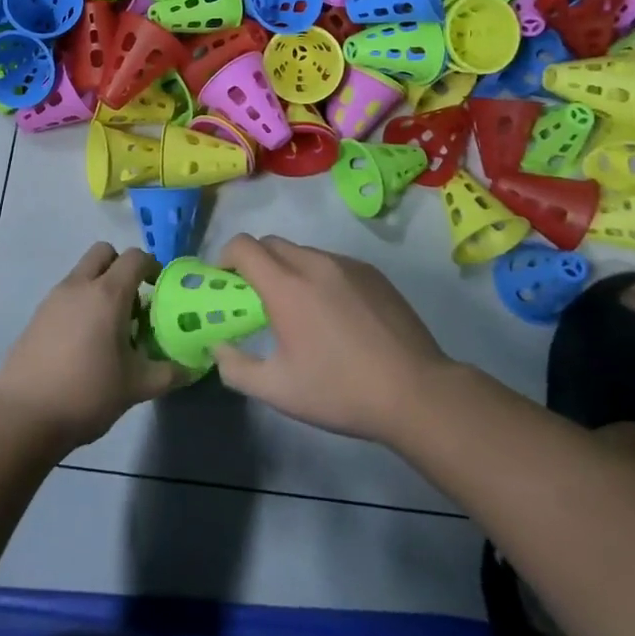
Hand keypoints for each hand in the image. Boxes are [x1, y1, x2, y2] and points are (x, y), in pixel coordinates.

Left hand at [0, 243, 191, 451]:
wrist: (24, 415)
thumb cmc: (87, 393)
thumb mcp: (136, 386)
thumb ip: (168, 373)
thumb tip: (192, 368)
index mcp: (108, 294)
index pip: (135, 257)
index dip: (152, 267)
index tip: (160, 291)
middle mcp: (80, 286)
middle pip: (104, 252)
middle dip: (121, 267)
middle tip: (133, 302)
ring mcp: (54, 298)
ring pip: (83, 273)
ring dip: (100, 286)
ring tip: (110, 329)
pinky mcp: (37, 316)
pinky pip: (66, 295)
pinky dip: (80, 304)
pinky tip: (84, 343)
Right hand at [211, 235, 453, 444]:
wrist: (415, 392)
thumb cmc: (340, 391)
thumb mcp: (278, 390)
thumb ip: (236, 368)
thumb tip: (219, 347)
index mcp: (286, 286)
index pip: (243, 246)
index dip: (225, 257)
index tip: (224, 281)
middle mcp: (314, 263)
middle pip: (271, 243)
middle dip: (255, 262)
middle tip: (256, 297)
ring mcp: (347, 265)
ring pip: (303, 252)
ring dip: (288, 269)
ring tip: (298, 307)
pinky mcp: (372, 273)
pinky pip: (333, 263)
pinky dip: (319, 276)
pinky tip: (334, 313)